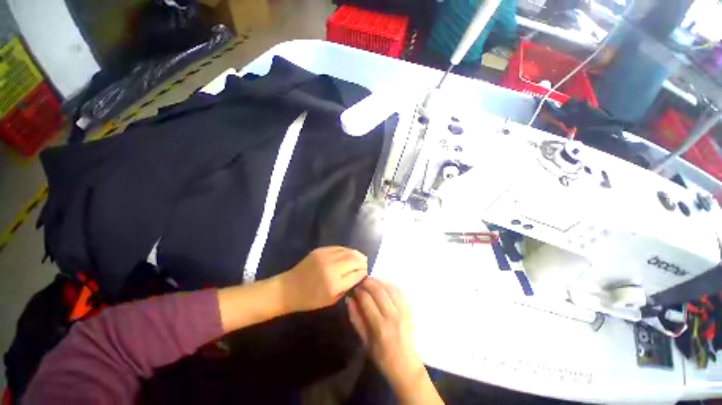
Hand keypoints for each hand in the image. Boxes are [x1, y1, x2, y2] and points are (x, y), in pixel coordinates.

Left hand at [278, 246, 366, 312]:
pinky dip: (347, 251)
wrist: (289, 288)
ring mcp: (325, 256)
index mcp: (334, 284)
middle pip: (355, 259)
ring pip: (349, 251)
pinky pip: (340, 248)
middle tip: (365, 265)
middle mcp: (331, 267)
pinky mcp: (321, 249)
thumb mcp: (332, 300)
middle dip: (363, 261)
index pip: (357, 273)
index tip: (366, 274)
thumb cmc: (310, 299)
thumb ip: (348, 286)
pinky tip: (348, 255)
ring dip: (357, 255)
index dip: (364, 272)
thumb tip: (360, 275)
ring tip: (359, 259)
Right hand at [347, 278, 424, 392]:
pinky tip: (383, 284)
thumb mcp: (364, 341)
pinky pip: (399, 291)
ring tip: (371, 280)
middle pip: (379, 291)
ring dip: (379, 281)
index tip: (354, 288)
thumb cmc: (382, 355)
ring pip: (389, 288)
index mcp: (380, 327)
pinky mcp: (409, 309)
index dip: (359, 291)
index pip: (367, 301)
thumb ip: (356, 319)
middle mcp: (392, 316)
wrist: (405, 364)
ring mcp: (403, 311)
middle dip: (368, 283)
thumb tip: (349, 300)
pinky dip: (390, 284)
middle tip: (361, 281)